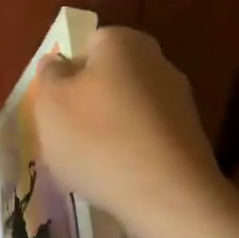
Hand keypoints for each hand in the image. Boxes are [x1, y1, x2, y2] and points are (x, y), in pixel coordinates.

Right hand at [31, 28, 225, 237]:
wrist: (166, 195)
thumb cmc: (97, 140)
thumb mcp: (51, 104)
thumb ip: (49, 76)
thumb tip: (57, 63)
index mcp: (122, 42)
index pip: (87, 45)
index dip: (66, 75)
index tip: (55, 108)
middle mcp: (157, 61)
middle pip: (110, 78)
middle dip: (88, 104)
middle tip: (67, 138)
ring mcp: (179, 101)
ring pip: (128, 110)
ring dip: (110, 131)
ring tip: (91, 165)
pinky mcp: (190, 138)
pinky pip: (147, 139)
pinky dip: (131, 154)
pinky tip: (119, 178)